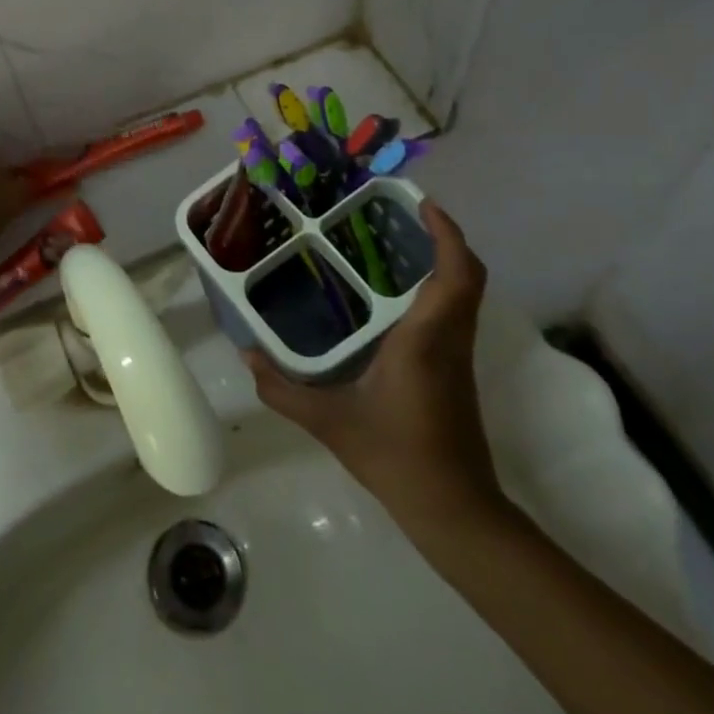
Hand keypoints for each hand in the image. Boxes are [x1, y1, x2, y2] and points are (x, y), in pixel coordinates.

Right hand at [245, 200, 502, 537]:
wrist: (455, 511)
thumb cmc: (396, 456)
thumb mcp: (329, 422)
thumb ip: (282, 389)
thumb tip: (246, 356)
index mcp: (426, 339)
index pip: (456, 274)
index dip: (447, 232)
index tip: (421, 202)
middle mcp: (449, 338)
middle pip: (468, 274)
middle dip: (443, 236)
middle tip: (402, 213)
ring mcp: (458, 355)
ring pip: (464, 292)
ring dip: (442, 259)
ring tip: (395, 240)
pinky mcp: (456, 369)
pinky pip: (454, 310)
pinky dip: (437, 286)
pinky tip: (395, 292)